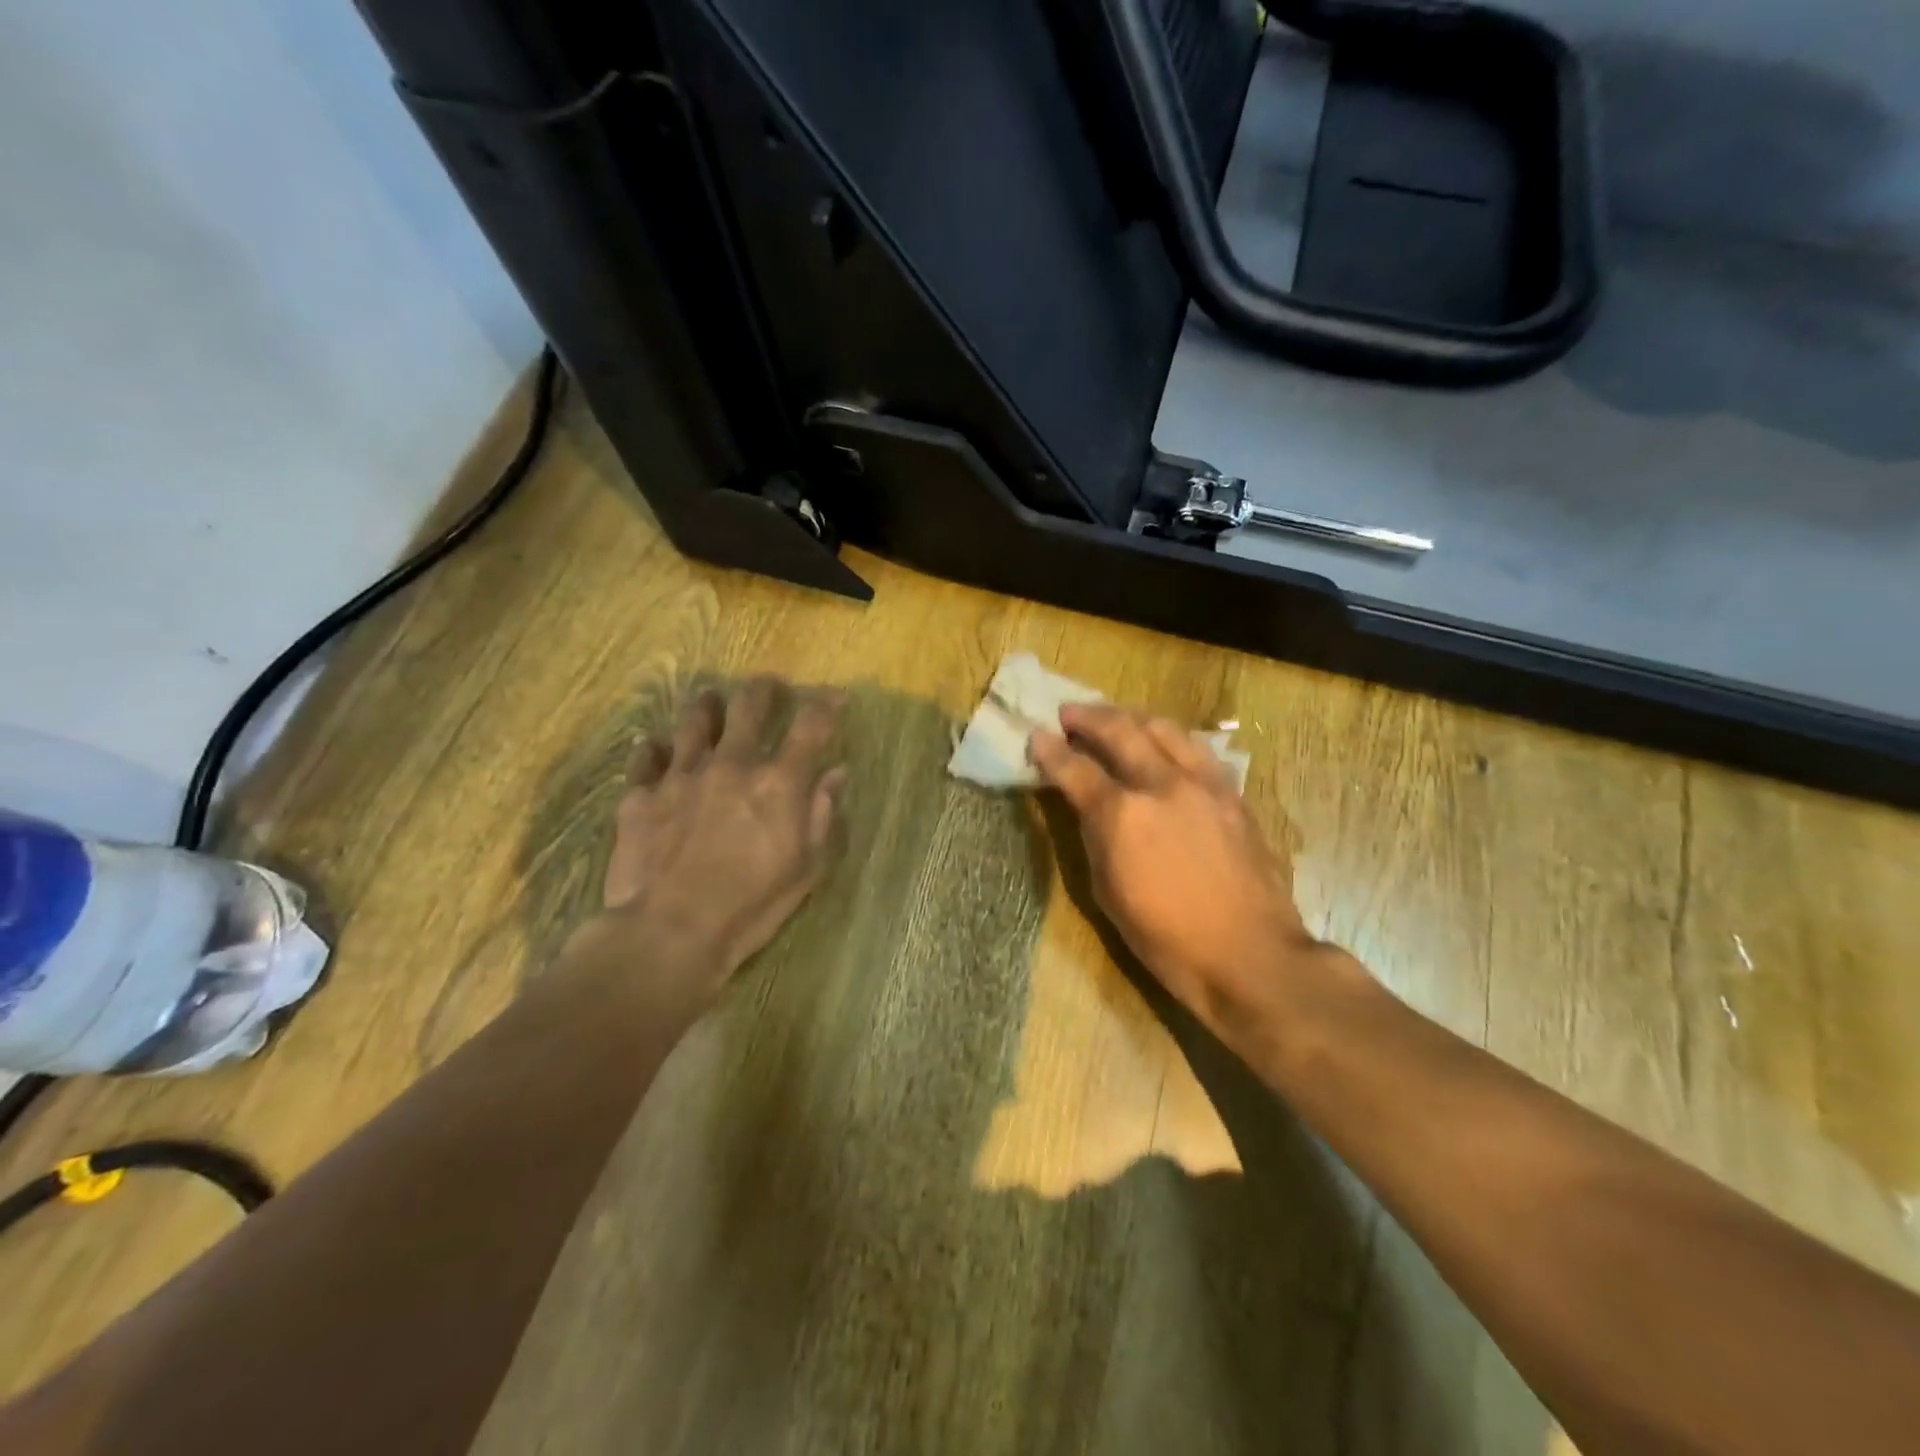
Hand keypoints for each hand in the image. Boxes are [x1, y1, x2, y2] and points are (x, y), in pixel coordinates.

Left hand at [595, 678, 847, 1013]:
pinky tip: (654, 749)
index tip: (834, 695)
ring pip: (692, 721)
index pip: (811, 726)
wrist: (670, 932)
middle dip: (761, 690)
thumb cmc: (751, 906)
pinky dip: (653, 750)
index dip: (826, 703)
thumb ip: (822, 814)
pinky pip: (645, 758)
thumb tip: (836, 773)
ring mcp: (681, 775)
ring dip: (705, 707)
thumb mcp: (805, 868)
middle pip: (748, 707)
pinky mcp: (641, 795)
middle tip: (765, 686)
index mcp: (778, 782)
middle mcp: (732, 764)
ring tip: (708, 701)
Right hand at [1030, 704, 1317, 1041]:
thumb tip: (1087, 806)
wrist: (1248, 954)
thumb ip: (1095, 837)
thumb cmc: (1167, 938)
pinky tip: (1163, 741)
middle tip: (1069, 713)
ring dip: (1131, 717)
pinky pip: (1196, 748)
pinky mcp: (1232, 792)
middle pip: (1120, 731)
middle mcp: (1161, 785)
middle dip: (1088, 717)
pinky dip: (1170, 737)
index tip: (1036, 736)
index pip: (1076, 769)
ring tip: (1114, 717)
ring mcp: (1203, 783)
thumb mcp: (1108, 893)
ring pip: (1163, 729)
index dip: (1050, 751)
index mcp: (1122, 815)